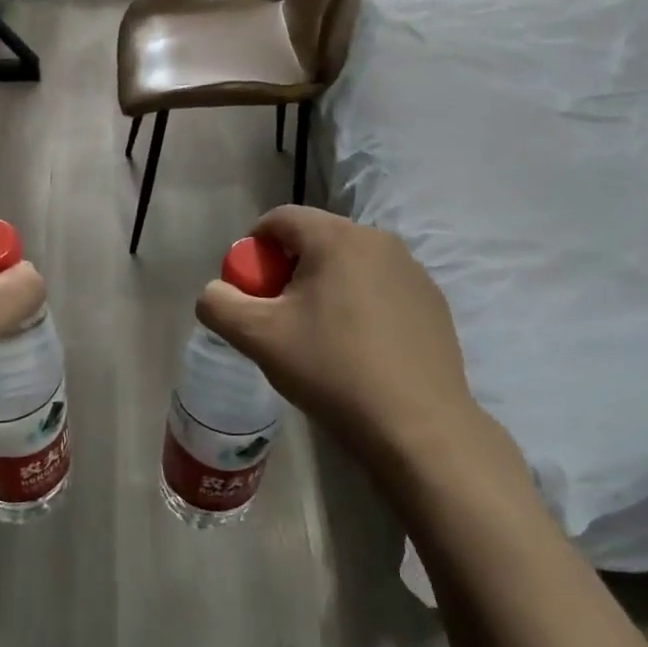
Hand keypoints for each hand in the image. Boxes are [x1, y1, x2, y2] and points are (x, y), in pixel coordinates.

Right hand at [196, 206, 528, 488]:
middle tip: (279, 317)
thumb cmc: (332, 371)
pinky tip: (359, 349)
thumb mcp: (259, 338)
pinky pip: (379, 288)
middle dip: (287, 270)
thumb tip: (215, 292)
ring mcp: (412, 270)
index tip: (249, 291)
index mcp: (336, 237)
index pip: (279, 219)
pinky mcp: (432, 301)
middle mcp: (379, 240)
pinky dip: (359, 304)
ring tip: (319, 336)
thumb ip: (220, 304)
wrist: (418, 427)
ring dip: (324, 287)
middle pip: (314, 240)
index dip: (253, 249)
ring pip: (348, 264)